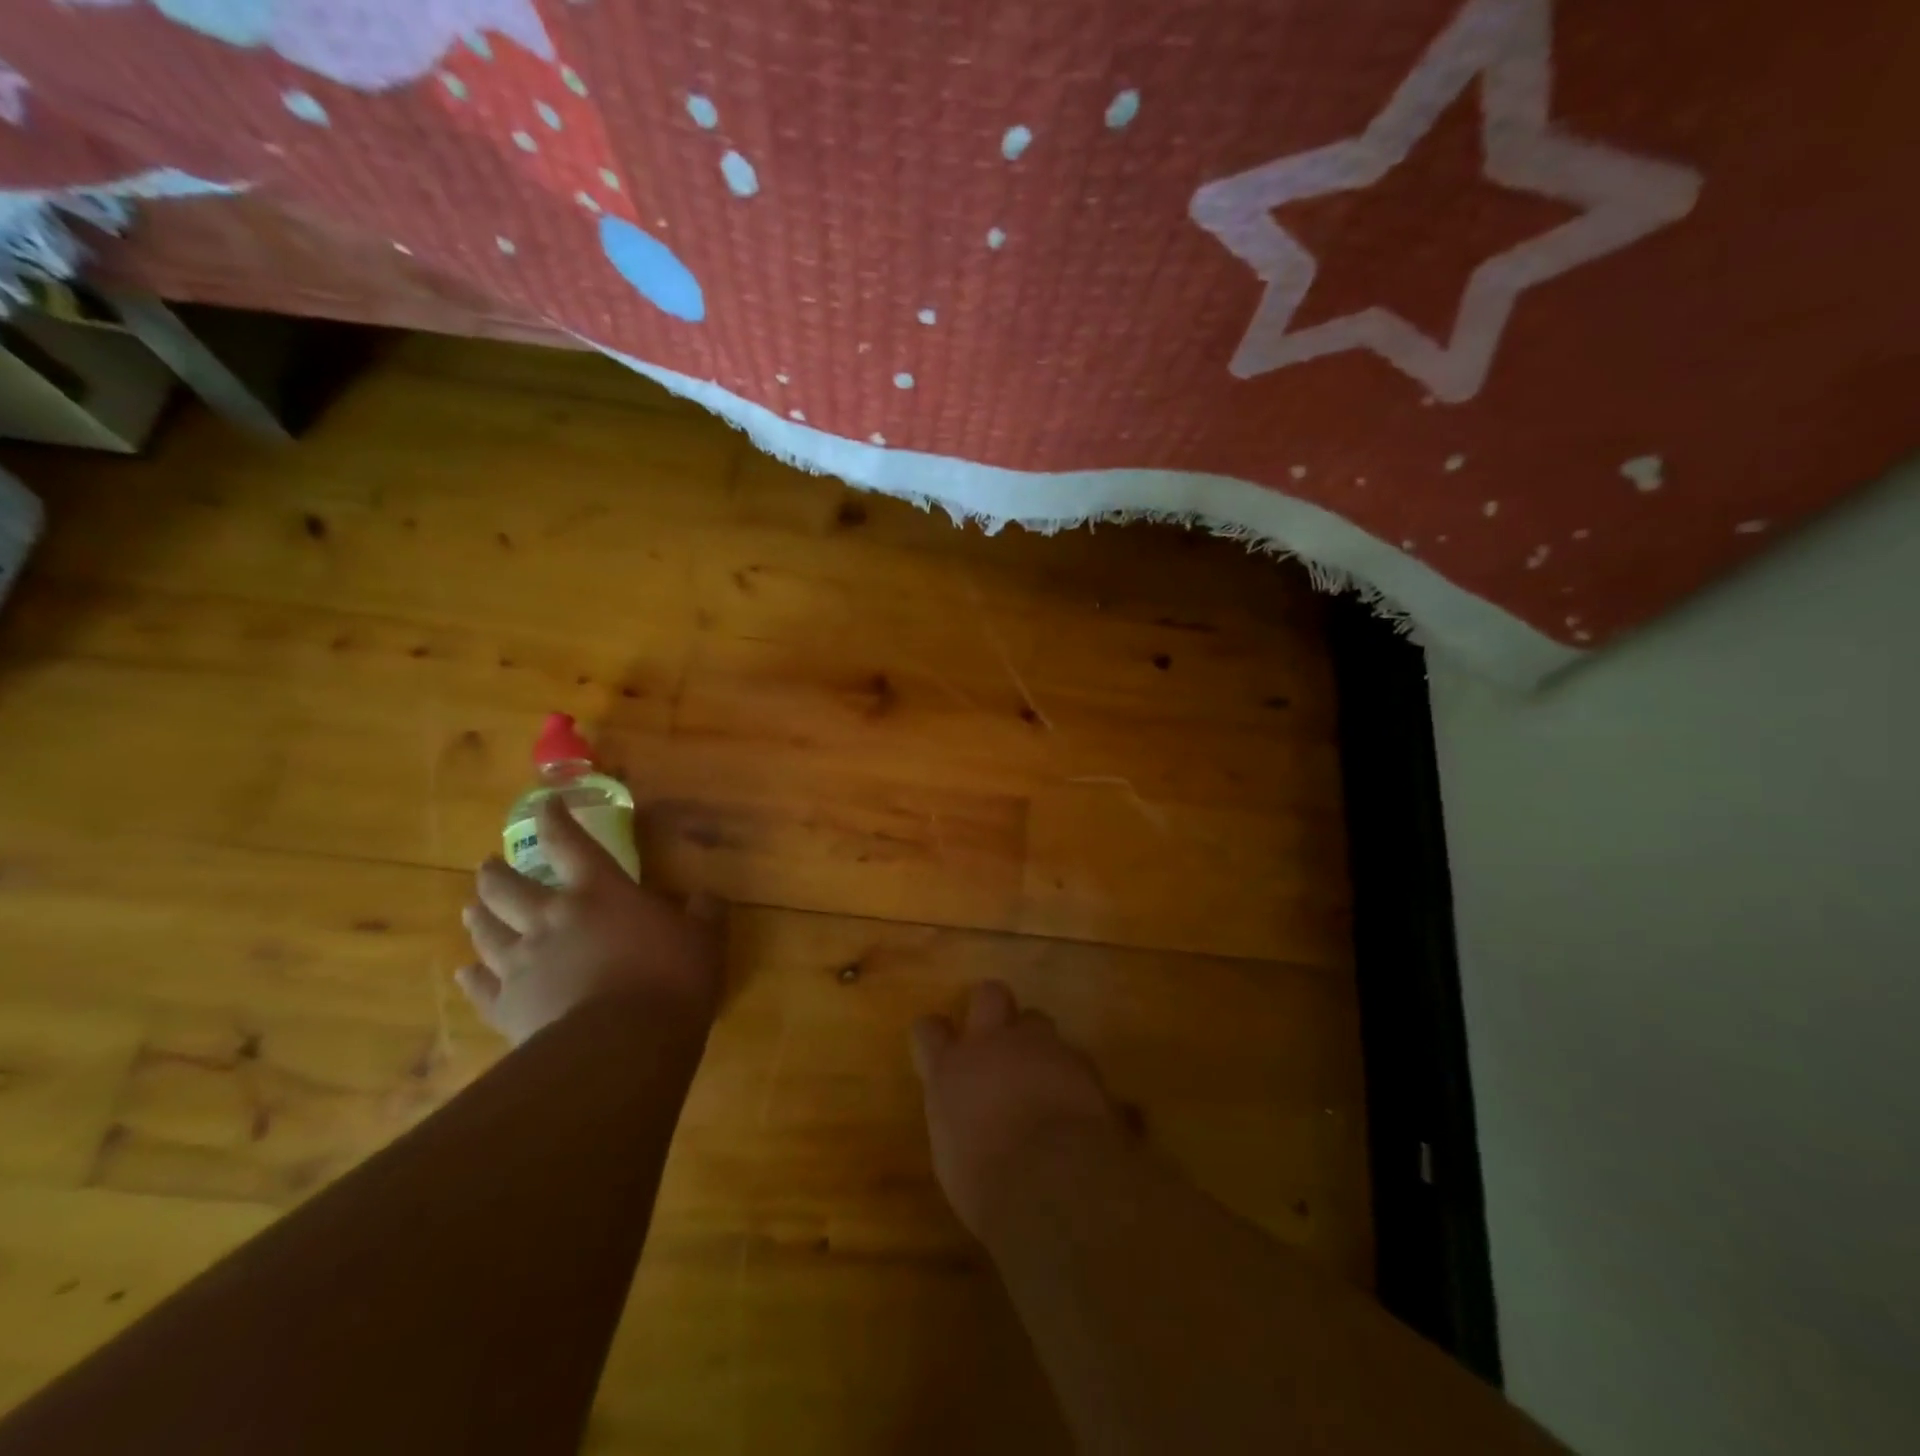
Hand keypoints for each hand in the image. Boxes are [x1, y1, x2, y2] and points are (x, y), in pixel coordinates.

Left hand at [456, 797, 723, 1046]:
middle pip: (507, 888)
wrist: (621, 1047)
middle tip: (488, 866)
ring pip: (486, 932)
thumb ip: (704, 913)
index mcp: (599, 892)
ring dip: (479, 916)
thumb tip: (707, 897)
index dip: (555, 819)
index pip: (570, 843)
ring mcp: (522, 965)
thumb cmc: (669, 979)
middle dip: (496, 873)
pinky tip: (466, 972)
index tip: (545, 805)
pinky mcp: (509, 1008)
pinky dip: (473, 977)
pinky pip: (481, 988)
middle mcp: (551, 919)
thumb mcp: (704, 939)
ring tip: (471, 907)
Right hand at [911, 981, 1125, 1239]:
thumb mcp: (953, 1156)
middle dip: (993, 1007)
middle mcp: (993, 1044)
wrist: (1054, 1180)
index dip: (934, 1034)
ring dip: (1036, 1042)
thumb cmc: (988, 1185)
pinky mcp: (1080, 1062)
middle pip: (989, 994)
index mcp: (950, 1068)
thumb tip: (969, 1120)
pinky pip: (1072, 1055)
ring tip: (1041, 1073)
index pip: (928, 1030)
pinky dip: (1070, 1074)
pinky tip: (1074, 1101)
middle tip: (997, 1037)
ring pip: (1037, 1019)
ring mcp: (1040, 1046)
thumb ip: (958, 1119)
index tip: (938, 1045)